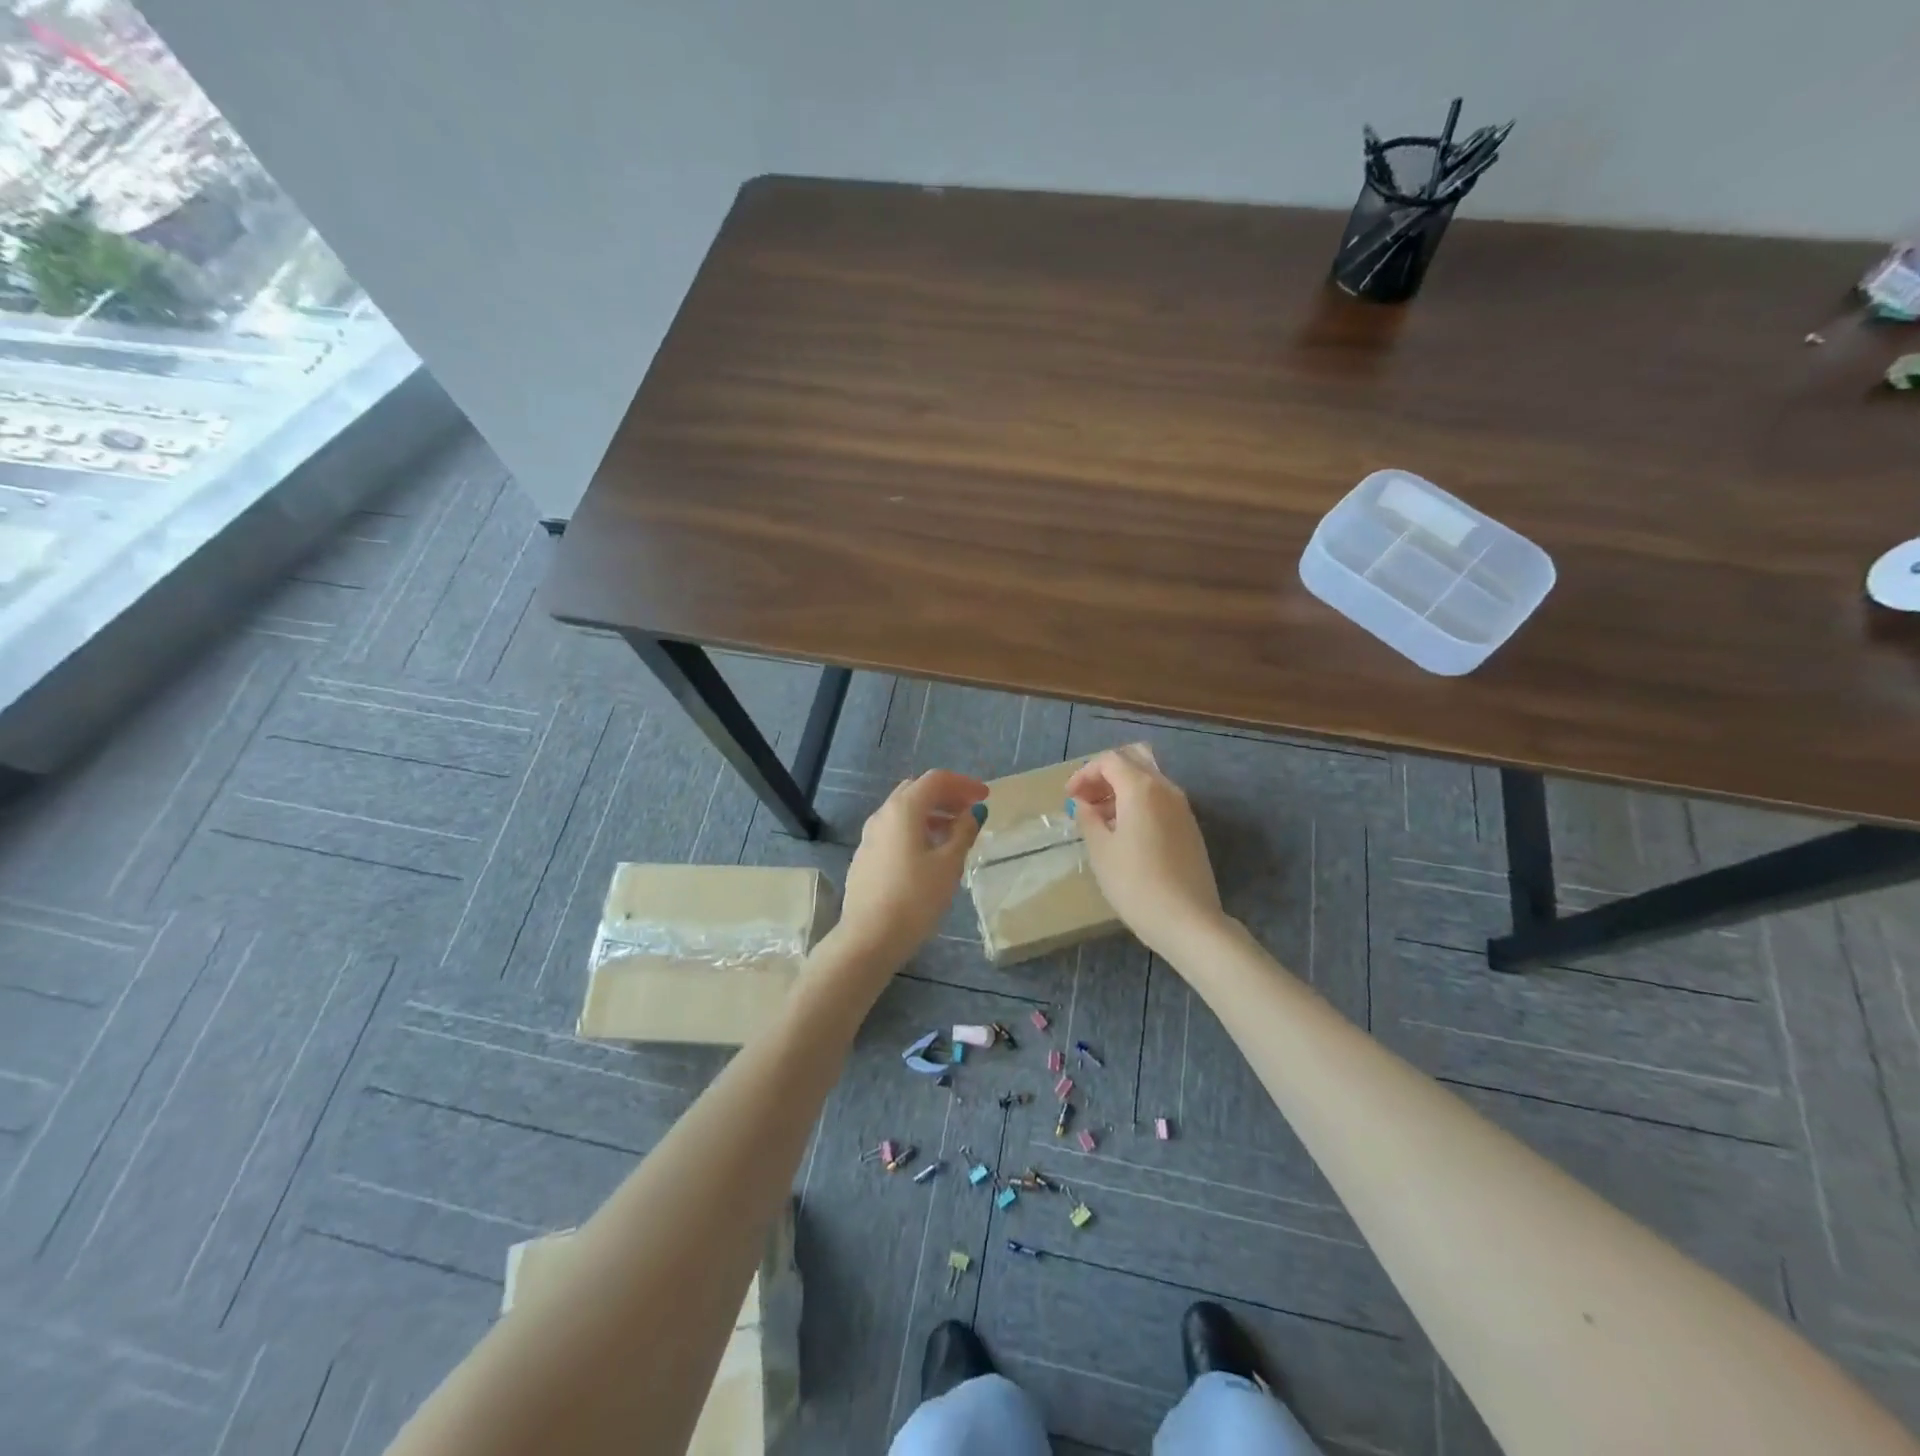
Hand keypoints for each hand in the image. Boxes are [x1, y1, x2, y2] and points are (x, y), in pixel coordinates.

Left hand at [834, 769, 988, 968]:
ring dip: (931, 814)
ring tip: (955, 833)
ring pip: (904, 812)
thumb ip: (963, 832)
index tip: (985, 797)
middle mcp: (882, 815)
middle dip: (946, 796)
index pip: (936, 780)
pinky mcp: (865, 857)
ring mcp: (870, 836)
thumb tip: (972, 813)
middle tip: (970, 811)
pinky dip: (916, 830)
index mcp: (903, 809)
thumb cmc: (915, 898)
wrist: (869, 937)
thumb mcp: (949, 864)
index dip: (964, 784)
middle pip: (917, 791)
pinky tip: (930, 854)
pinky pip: (895, 831)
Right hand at [1067, 748, 1225, 960]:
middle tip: (1087, 799)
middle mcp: (1166, 789)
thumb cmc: (1135, 883)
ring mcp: (1182, 808)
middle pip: (1134, 760)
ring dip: (1122, 788)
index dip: (1085, 773)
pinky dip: (1139, 803)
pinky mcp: (1189, 828)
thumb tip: (1084, 804)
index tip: (1069, 797)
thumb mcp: (1100, 850)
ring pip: (1149, 779)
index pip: (1110, 761)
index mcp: (1141, 788)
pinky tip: (1124, 833)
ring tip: (1100, 818)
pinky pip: (1160, 800)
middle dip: (1106, 774)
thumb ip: (1088, 819)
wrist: (1188, 920)